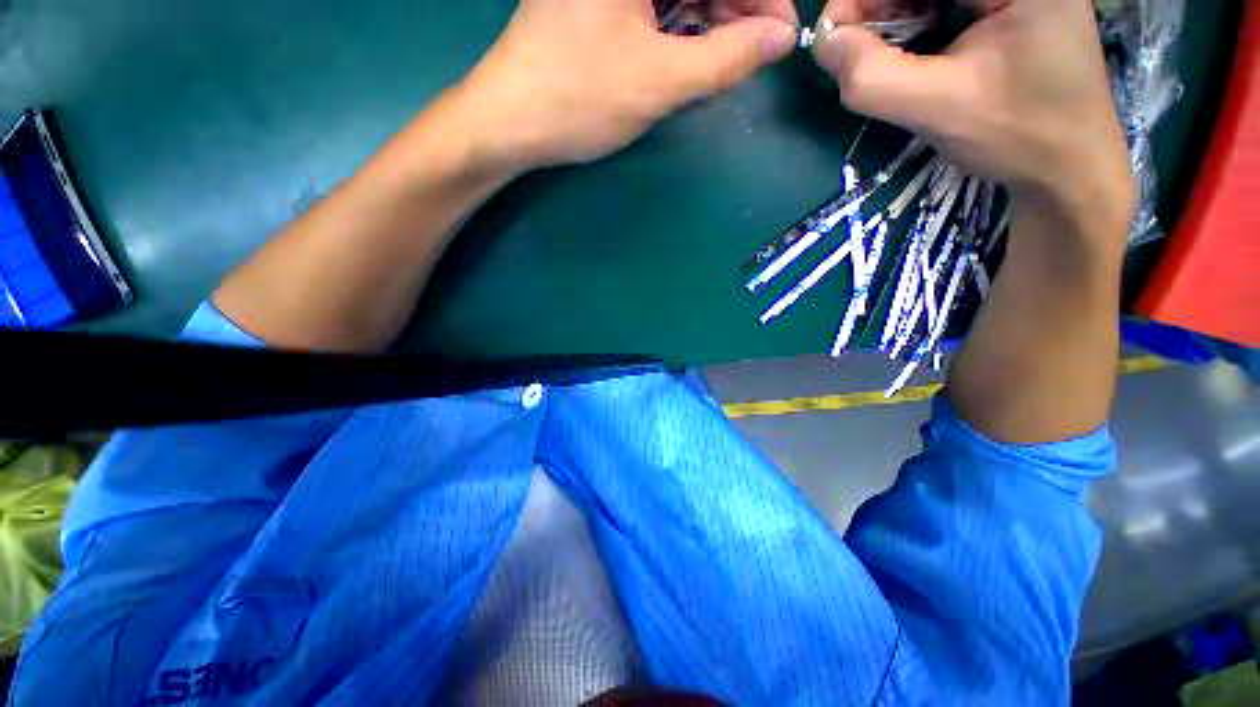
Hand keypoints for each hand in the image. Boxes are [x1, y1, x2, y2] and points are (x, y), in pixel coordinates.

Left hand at [457, 0, 796, 171]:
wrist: (511, 123)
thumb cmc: (577, 99)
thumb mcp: (657, 81)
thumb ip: (724, 57)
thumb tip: (780, 39)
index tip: (783, 31)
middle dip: (738, 6)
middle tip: (760, 49)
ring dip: (712, 16)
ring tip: (731, 55)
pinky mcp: (598, 2)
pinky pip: (655, 3)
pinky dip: (681, 24)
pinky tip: (693, 50)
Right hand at [813, 0, 1134, 232]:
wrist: (1068, 167)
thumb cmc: (1019, 135)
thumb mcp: (938, 108)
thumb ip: (873, 78)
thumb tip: (823, 43)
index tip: (833, 36)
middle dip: (878, 7)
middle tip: (852, 51)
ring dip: (893, 17)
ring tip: (879, 58)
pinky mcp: (1008, 7)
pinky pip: (945, 3)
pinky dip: (914, 25)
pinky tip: (909, 53)